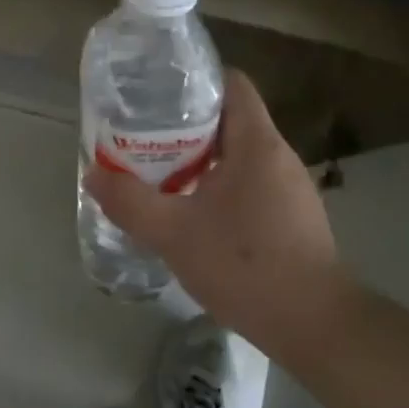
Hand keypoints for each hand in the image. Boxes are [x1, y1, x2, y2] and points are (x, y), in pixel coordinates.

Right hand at [83, 71, 350, 360]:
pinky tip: (193, 212)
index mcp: (257, 143)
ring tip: (160, 172)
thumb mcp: (173, 233)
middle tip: (143, 137)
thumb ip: (130, 202)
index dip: (194, 81)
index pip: (231, 84)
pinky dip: (218, 185)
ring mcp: (289, 187)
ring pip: (237, 154)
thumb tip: (94, 175)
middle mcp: (278, 156)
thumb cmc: (245, 266)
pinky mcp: (292, 216)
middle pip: (229, 118)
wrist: (314, 326)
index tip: (157, 95)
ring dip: (199, 159)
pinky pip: (249, 182)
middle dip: (184, 125)